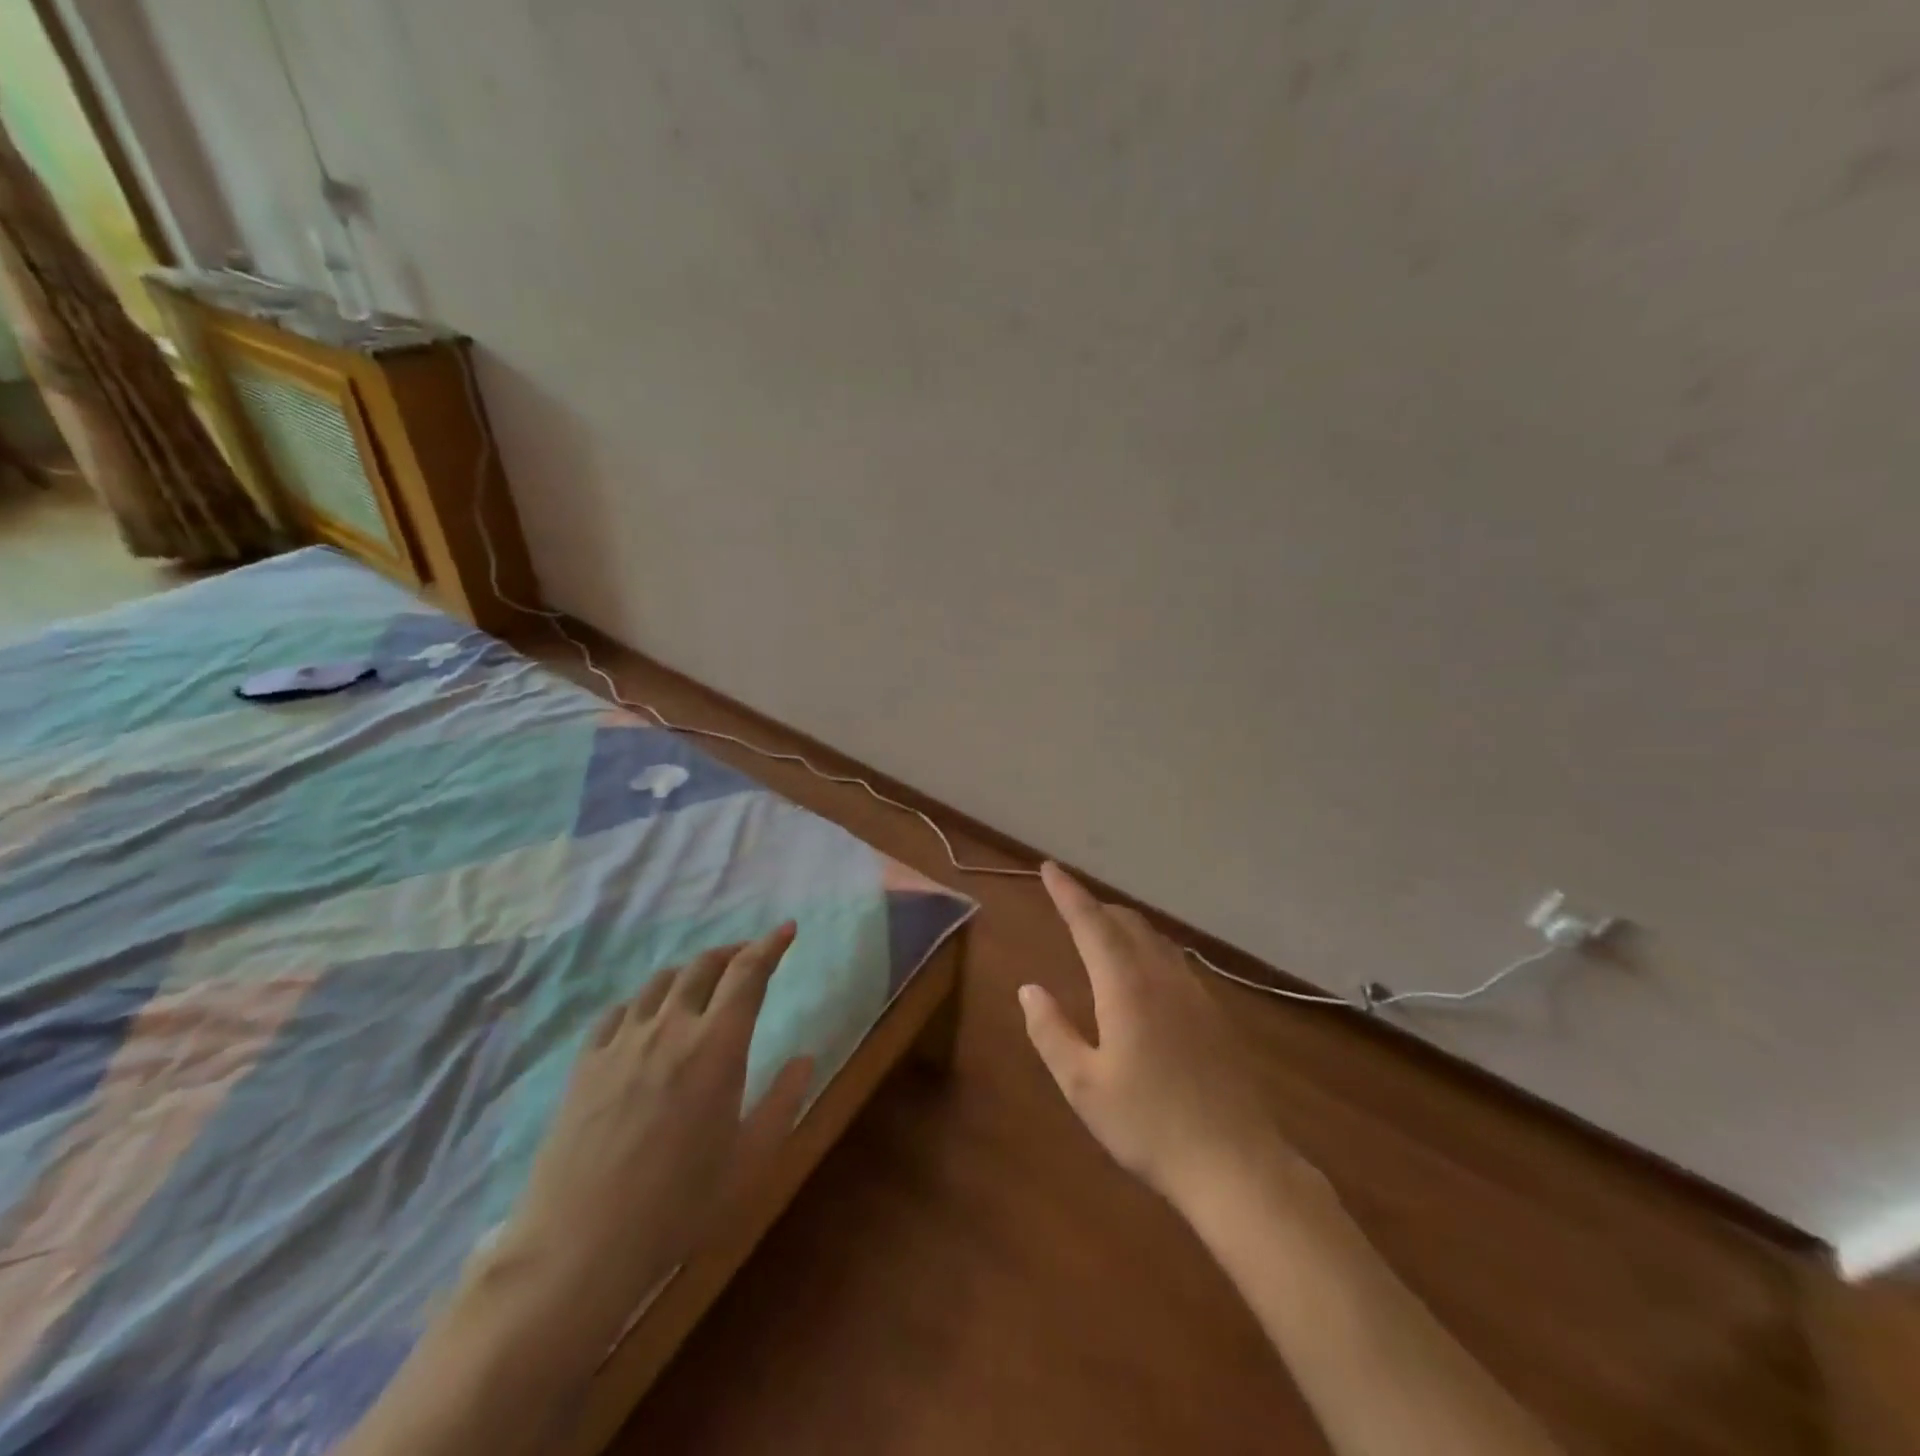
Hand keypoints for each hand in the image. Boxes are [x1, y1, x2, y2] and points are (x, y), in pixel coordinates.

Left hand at [500, 925, 813, 1339]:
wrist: (578, 1249)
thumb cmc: (679, 1207)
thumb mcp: (749, 1160)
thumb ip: (783, 1101)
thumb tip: (806, 1057)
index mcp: (718, 1046)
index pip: (749, 973)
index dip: (770, 945)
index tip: (786, 929)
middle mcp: (671, 1029)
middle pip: (704, 966)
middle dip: (733, 952)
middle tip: (749, 956)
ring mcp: (623, 1042)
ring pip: (661, 982)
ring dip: (689, 972)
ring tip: (701, 984)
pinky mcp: (586, 1063)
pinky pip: (619, 1011)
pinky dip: (644, 1001)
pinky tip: (646, 1019)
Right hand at [1021, 863, 1311, 1214]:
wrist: (1236, 1164)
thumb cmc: (1148, 1125)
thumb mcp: (1082, 1086)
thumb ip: (1051, 1031)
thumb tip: (1029, 989)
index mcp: (1125, 987)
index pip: (1090, 923)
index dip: (1067, 893)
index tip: (1049, 868)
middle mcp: (1161, 977)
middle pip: (1125, 923)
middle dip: (1094, 906)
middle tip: (1068, 903)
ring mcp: (1194, 993)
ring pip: (1154, 939)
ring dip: (1122, 925)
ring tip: (1101, 930)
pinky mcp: (1214, 1014)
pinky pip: (1173, 960)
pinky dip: (1147, 947)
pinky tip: (1144, 972)